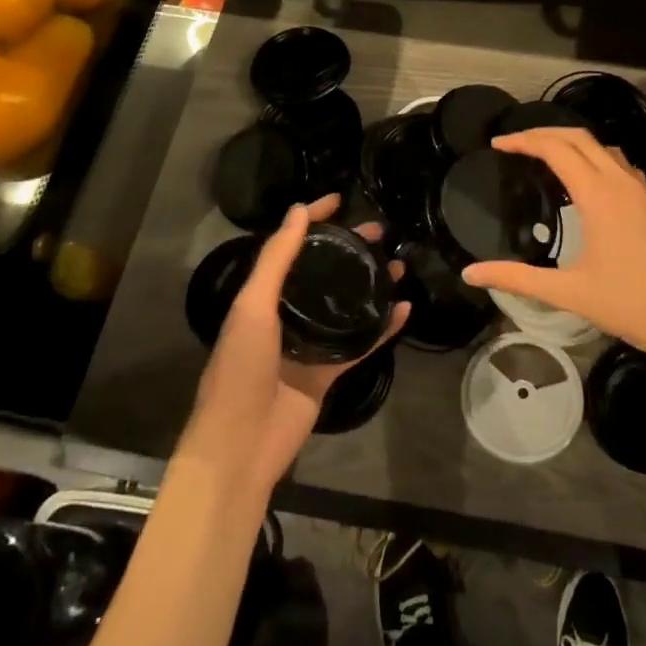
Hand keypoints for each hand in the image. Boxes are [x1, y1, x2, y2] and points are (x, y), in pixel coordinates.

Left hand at [179, 195, 408, 501]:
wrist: (241, 445)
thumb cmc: (241, 368)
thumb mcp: (253, 307)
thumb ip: (276, 260)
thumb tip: (297, 210)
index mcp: (262, 297)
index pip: (289, 247)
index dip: (312, 220)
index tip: (340, 200)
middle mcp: (286, 315)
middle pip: (323, 272)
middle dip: (349, 249)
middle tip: (380, 232)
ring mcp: (309, 344)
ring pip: (346, 305)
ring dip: (370, 284)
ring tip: (398, 265)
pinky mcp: (328, 372)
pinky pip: (360, 343)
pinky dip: (382, 328)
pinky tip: (404, 311)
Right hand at [461, 127, 645, 377]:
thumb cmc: (629, 305)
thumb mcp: (567, 293)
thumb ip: (517, 278)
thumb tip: (470, 273)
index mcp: (599, 196)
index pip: (556, 149)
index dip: (524, 140)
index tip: (497, 144)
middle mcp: (620, 183)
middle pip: (578, 137)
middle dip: (543, 133)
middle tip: (512, 144)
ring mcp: (639, 191)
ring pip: (601, 146)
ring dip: (569, 141)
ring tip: (540, 155)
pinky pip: (617, 162)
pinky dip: (592, 156)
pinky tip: (581, 179)